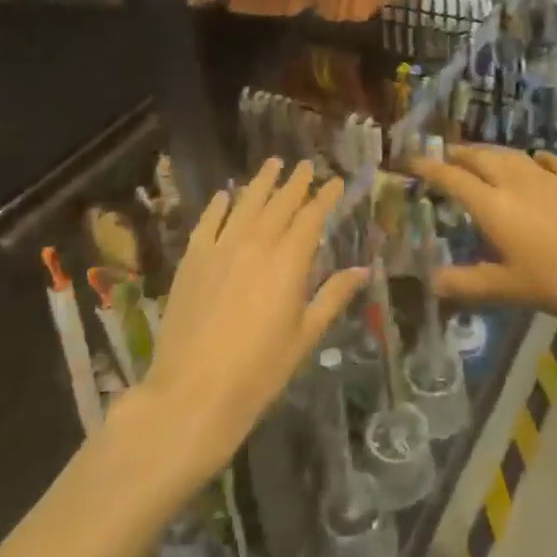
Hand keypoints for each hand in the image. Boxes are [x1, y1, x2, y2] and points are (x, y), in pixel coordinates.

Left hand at [135, 159, 364, 479]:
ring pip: (245, 203)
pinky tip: (225, 195)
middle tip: (305, 165)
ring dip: (261, 182)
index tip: (335, 182)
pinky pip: (208, 222)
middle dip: (295, 182)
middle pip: (280, 202)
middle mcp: (257, 242)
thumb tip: (363, 270)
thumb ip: (333, 296)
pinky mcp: (192, 260)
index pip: (312, 216)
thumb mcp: (305, 336)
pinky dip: (219, 205)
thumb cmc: (258, 370)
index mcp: (289, 260)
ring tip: (273, 163)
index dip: (325, 196)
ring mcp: (221, 248)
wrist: (192, 393)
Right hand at [409, 146, 556, 327]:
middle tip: (446, 154)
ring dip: (492, 152)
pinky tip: (536, 160)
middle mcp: (514, 182)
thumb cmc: (553, 279)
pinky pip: (549, 161)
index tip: (412, 161)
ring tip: (481, 154)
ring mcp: (546, 177)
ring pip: (511, 155)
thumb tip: (431, 281)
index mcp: (492, 205)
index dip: (431, 168)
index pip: (453, 178)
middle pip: (481, 158)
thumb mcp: (505, 288)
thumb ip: (466, 284)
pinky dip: (535, 158)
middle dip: (460, 153)